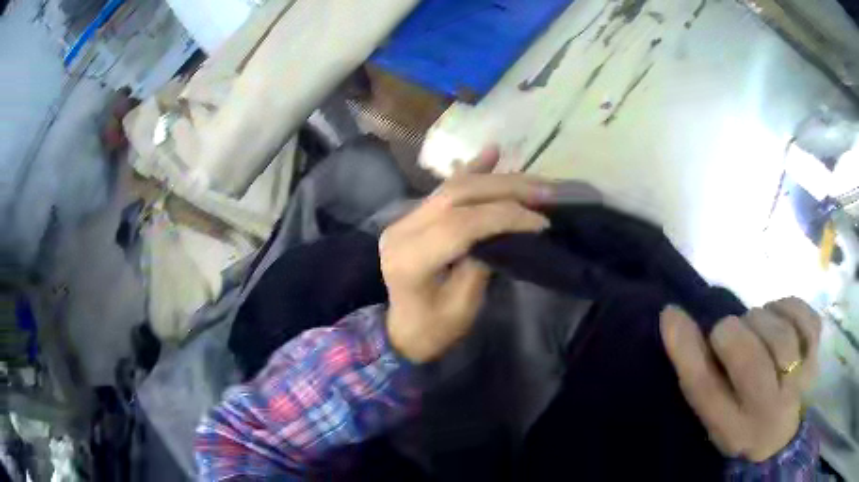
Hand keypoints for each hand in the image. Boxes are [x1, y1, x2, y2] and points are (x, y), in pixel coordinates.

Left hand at [380, 148, 551, 362]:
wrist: (402, 331)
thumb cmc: (433, 330)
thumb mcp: (463, 307)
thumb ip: (481, 263)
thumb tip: (505, 229)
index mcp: (410, 259)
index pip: (460, 224)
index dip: (504, 216)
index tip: (540, 220)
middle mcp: (401, 230)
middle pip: (457, 195)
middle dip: (506, 189)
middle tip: (545, 193)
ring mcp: (404, 218)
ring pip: (453, 186)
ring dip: (496, 178)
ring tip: (533, 179)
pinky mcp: (413, 215)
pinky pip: (444, 188)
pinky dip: (472, 169)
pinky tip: (492, 152)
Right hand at [661, 298, 820, 461]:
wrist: (781, 433)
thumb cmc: (740, 419)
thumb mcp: (711, 407)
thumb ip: (694, 366)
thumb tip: (673, 315)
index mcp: (734, 428)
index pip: (706, 389)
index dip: (689, 349)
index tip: (673, 314)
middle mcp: (769, 410)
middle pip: (748, 357)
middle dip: (732, 333)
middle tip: (733, 336)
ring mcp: (800, 378)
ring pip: (777, 333)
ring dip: (760, 321)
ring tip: (759, 334)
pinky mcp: (817, 350)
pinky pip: (802, 313)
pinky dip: (786, 307)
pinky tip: (780, 320)